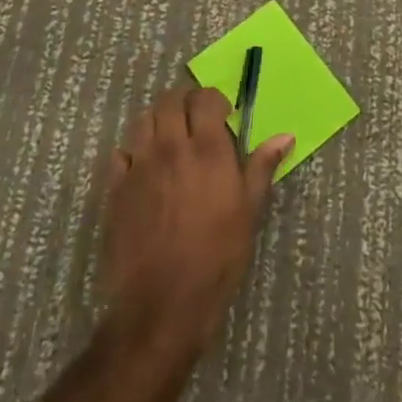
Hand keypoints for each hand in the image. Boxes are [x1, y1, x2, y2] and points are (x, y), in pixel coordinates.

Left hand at [101, 85, 294, 354]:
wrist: (163, 303)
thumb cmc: (216, 257)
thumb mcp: (249, 212)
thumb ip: (262, 167)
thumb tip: (285, 135)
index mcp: (207, 150)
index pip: (205, 99)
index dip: (214, 99)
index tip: (223, 114)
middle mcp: (171, 148)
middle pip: (170, 100)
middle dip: (184, 101)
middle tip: (195, 118)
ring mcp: (139, 166)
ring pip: (144, 120)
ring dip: (159, 119)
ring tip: (171, 137)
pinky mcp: (116, 188)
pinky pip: (121, 153)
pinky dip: (133, 151)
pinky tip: (144, 167)